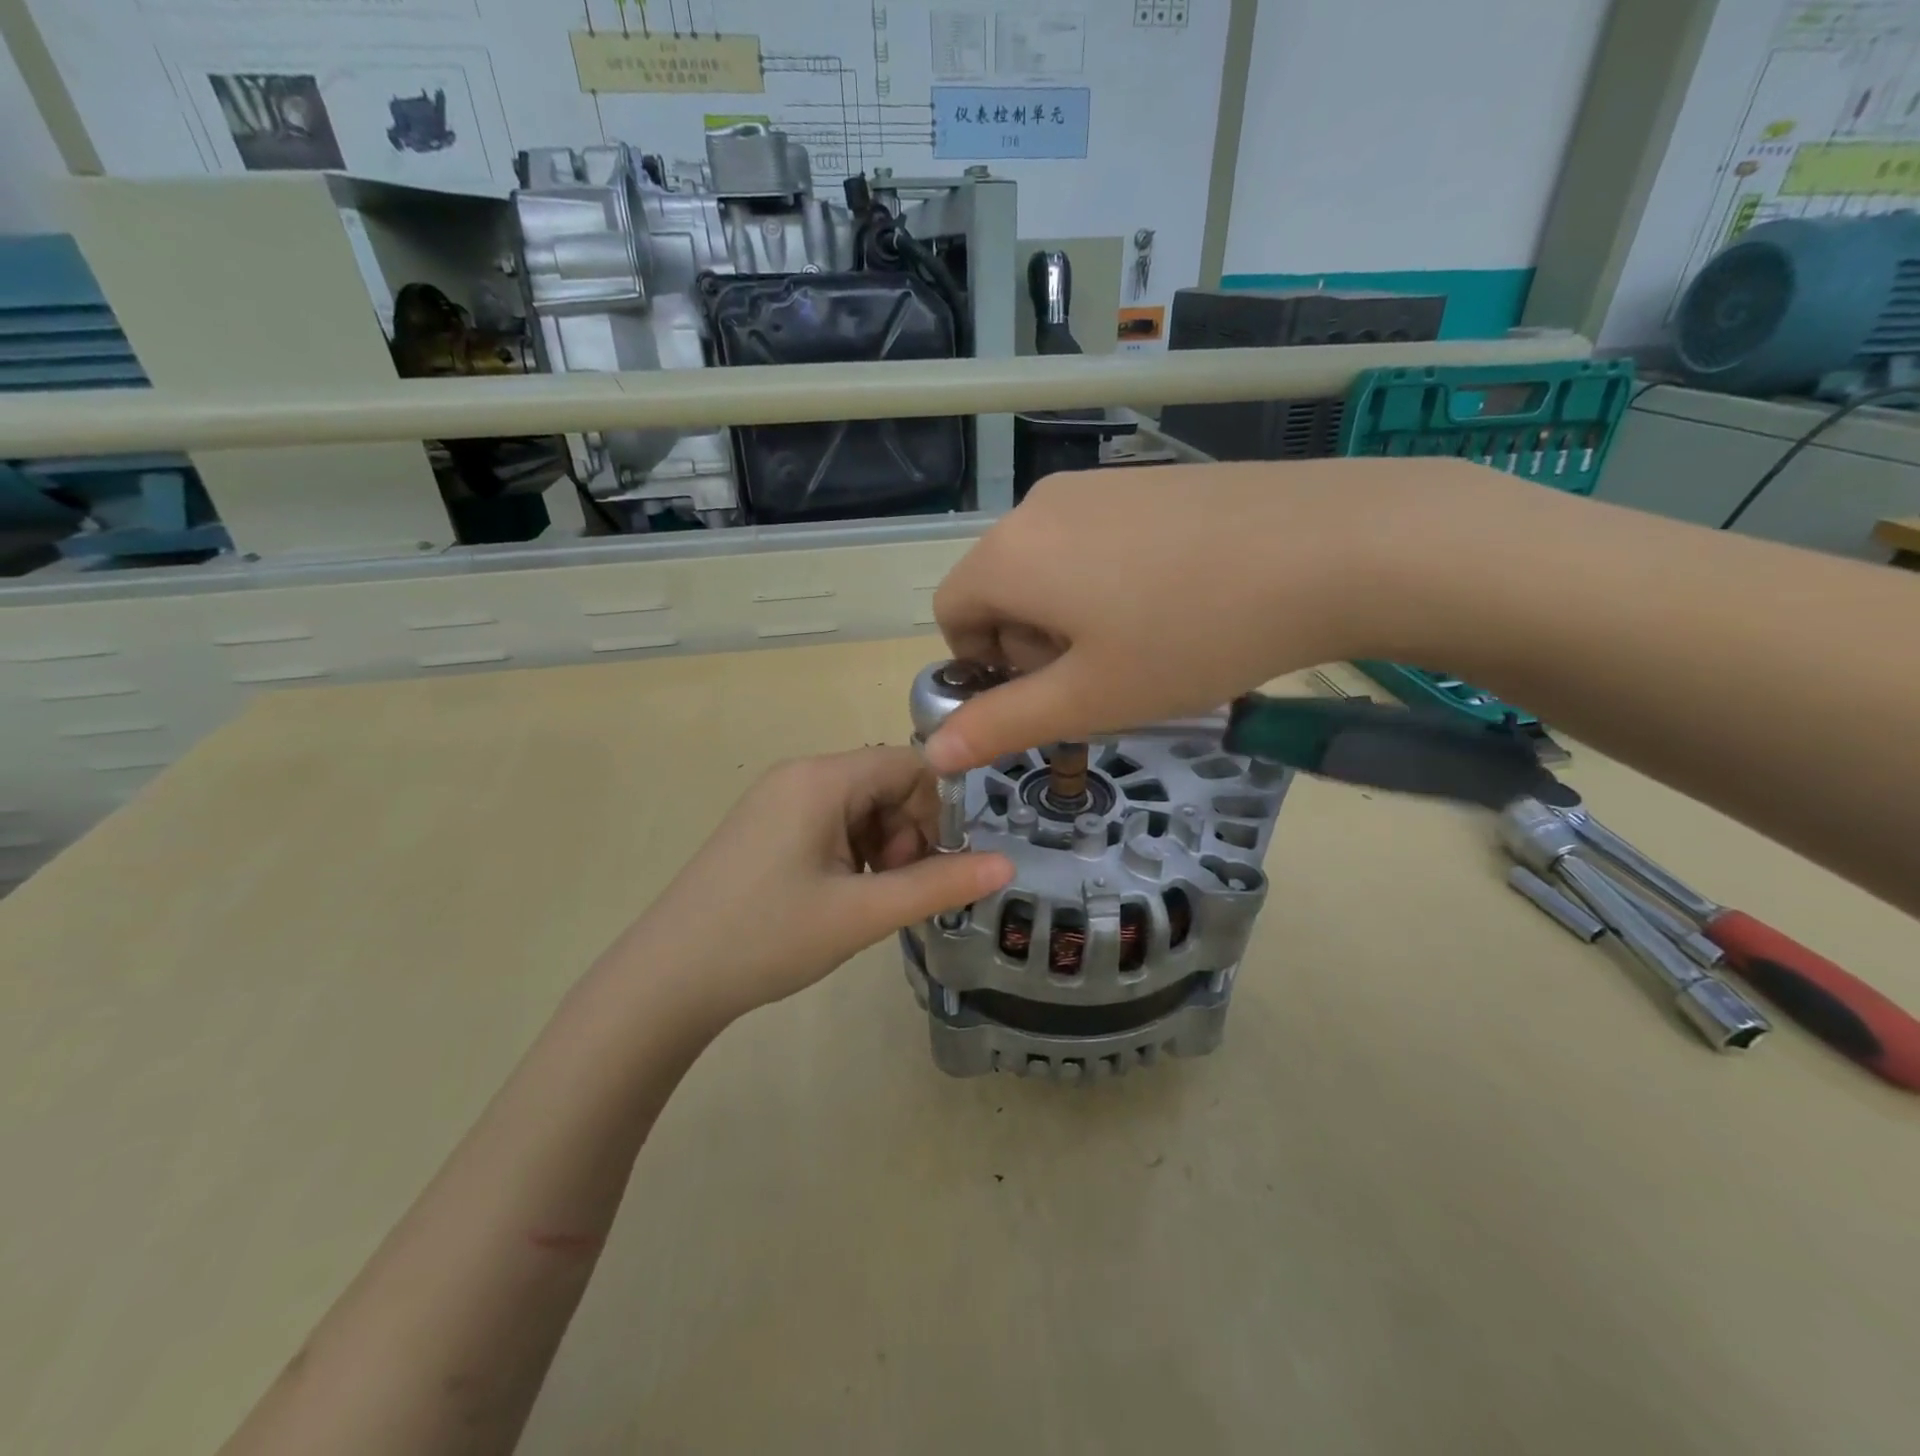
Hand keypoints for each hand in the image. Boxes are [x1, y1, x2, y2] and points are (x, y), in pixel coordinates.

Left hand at [618, 748, 1012, 1022]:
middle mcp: (800, 774)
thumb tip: (1008, 864)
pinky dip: (853, 853)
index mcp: (822, 778)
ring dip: (882, 847)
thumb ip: (940, 884)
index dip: (938, 810)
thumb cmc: (767, 938)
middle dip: (908, 834)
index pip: (910, 764)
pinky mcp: (766, 825)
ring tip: (867, 900)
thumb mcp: (863, 914)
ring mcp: (778, 798)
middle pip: (886, 784)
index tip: (937, 864)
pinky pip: (831, 821)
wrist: (666, 980)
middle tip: (897, 891)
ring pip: (861, 806)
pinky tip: (841, 896)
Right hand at [927, 459, 1521, 770]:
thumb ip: (1001, 726)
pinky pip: (1095, 539)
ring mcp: (1096, 483)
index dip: (981, 667)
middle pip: (1000, 588)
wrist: (1332, 547)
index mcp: (1009, 554)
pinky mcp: (1146, 480)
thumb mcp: (1089, 697)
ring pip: (1049, 565)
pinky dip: (1108, 581)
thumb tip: (931, 753)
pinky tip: (1175, 602)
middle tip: (1101, 677)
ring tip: (1143, 643)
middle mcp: (1039, 506)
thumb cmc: (1190, 636)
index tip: (1045, 694)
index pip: (951, 614)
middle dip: (1029, 644)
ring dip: (1071, 616)